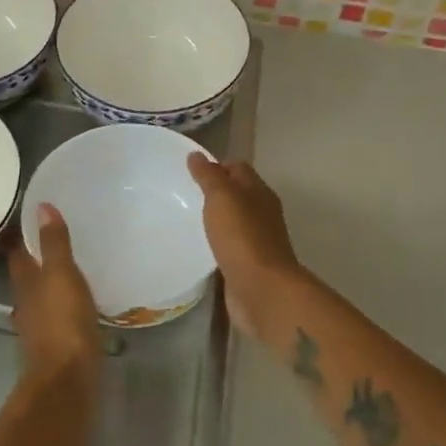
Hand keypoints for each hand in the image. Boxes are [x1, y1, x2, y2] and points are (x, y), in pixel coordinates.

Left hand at [8, 203, 102, 391]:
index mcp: (24, 282)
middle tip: (54, 236)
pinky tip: (79, 301)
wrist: (68, 382)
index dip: (20, 233)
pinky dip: (64, 304)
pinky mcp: (56, 345)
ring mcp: (39, 326)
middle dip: (36, 256)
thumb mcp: (61, 275)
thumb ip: (53, 243)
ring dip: (50, 282)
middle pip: (27, 274)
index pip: (16, 250)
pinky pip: (58, 315)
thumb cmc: (63, 322)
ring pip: (41, 295)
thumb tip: (41, 206)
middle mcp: (26, 302)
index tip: (31, 215)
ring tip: (70, 266)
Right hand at [187, 155, 303, 342]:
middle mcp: (262, 213)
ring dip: (216, 218)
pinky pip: (230, 245)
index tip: (189, 171)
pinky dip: (217, 242)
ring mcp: (257, 240)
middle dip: (214, 192)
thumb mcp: (221, 197)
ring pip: (234, 220)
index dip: (216, 165)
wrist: (262, 290)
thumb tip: (197, 155)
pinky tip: (199, 246)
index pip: (237, 168)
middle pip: (237, 194)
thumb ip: (208, 176)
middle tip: (183, 194)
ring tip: (186, 218)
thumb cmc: (242, 237)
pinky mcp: (249, 264)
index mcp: (259, 192)